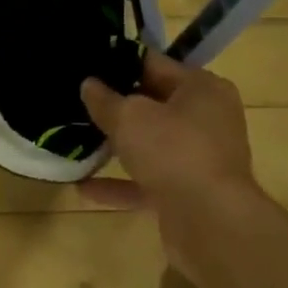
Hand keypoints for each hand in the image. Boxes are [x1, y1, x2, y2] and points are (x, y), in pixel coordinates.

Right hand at [81, 50, 261, 266]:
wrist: (212, 223)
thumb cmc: (174, 151)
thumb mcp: (129, 117)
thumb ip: (105, 99)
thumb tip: (89, 85)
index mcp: (202, 88)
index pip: (154, 64)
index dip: (117, 63)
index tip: (86, 65)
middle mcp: (207, 119)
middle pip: (153, 104)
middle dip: (115, 106)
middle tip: (76, 100)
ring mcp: (200, 158)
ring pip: (150, 144)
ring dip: (116, 146)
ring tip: (75, 139)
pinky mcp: (190, 193)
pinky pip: (148, 181)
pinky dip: (120, 182)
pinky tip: (83, 186)